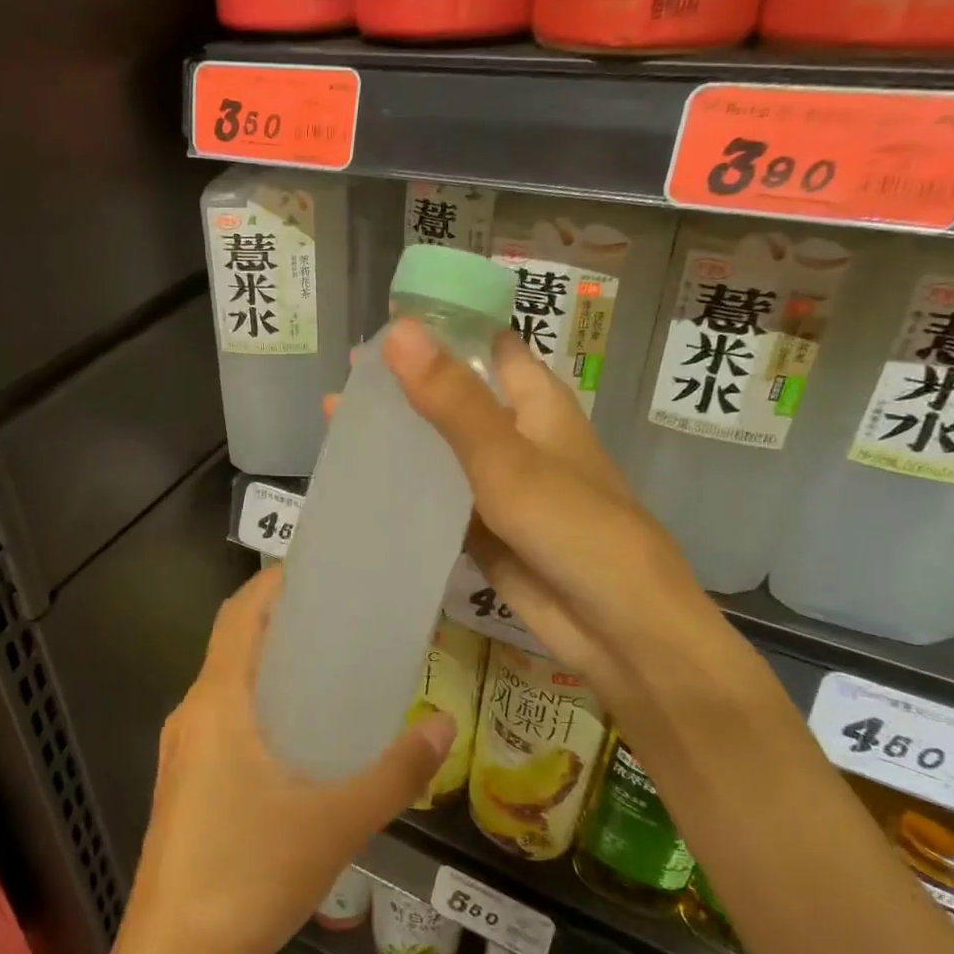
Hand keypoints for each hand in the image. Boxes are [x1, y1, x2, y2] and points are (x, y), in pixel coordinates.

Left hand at [117, 567, 455, 953]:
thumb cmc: (249, 878)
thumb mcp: (336, 823)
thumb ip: (395, 772)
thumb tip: (443, 725)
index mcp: (217, 703)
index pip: (238, 615)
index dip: (272, 583)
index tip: (318, 570)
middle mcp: (192, 714)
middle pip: (234, 644)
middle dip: (282, 622)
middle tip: (343, 618)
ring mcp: (182, 751)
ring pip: (228, 685)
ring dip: (271, 667)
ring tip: (331, 670)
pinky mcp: (184, 783)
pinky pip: (223, 721)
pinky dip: (260, 706)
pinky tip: (302, 738)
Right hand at [378, 319, 754, 710]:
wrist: (619, 631)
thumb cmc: (576, 530)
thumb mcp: (508, 460)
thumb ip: (452, 400)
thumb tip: (396, 330)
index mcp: (534, 400)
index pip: (483, 343)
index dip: (438, 328)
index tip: (377, 323)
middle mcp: (515, 434)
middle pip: (453, 395)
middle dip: (403, 387)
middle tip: (340, 383)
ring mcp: (498, 484)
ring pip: (440, 449)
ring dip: (399, 438)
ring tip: (335, 423)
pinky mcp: (484, 528)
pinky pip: (438, 498)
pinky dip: (405, 488)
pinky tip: (360, 483)